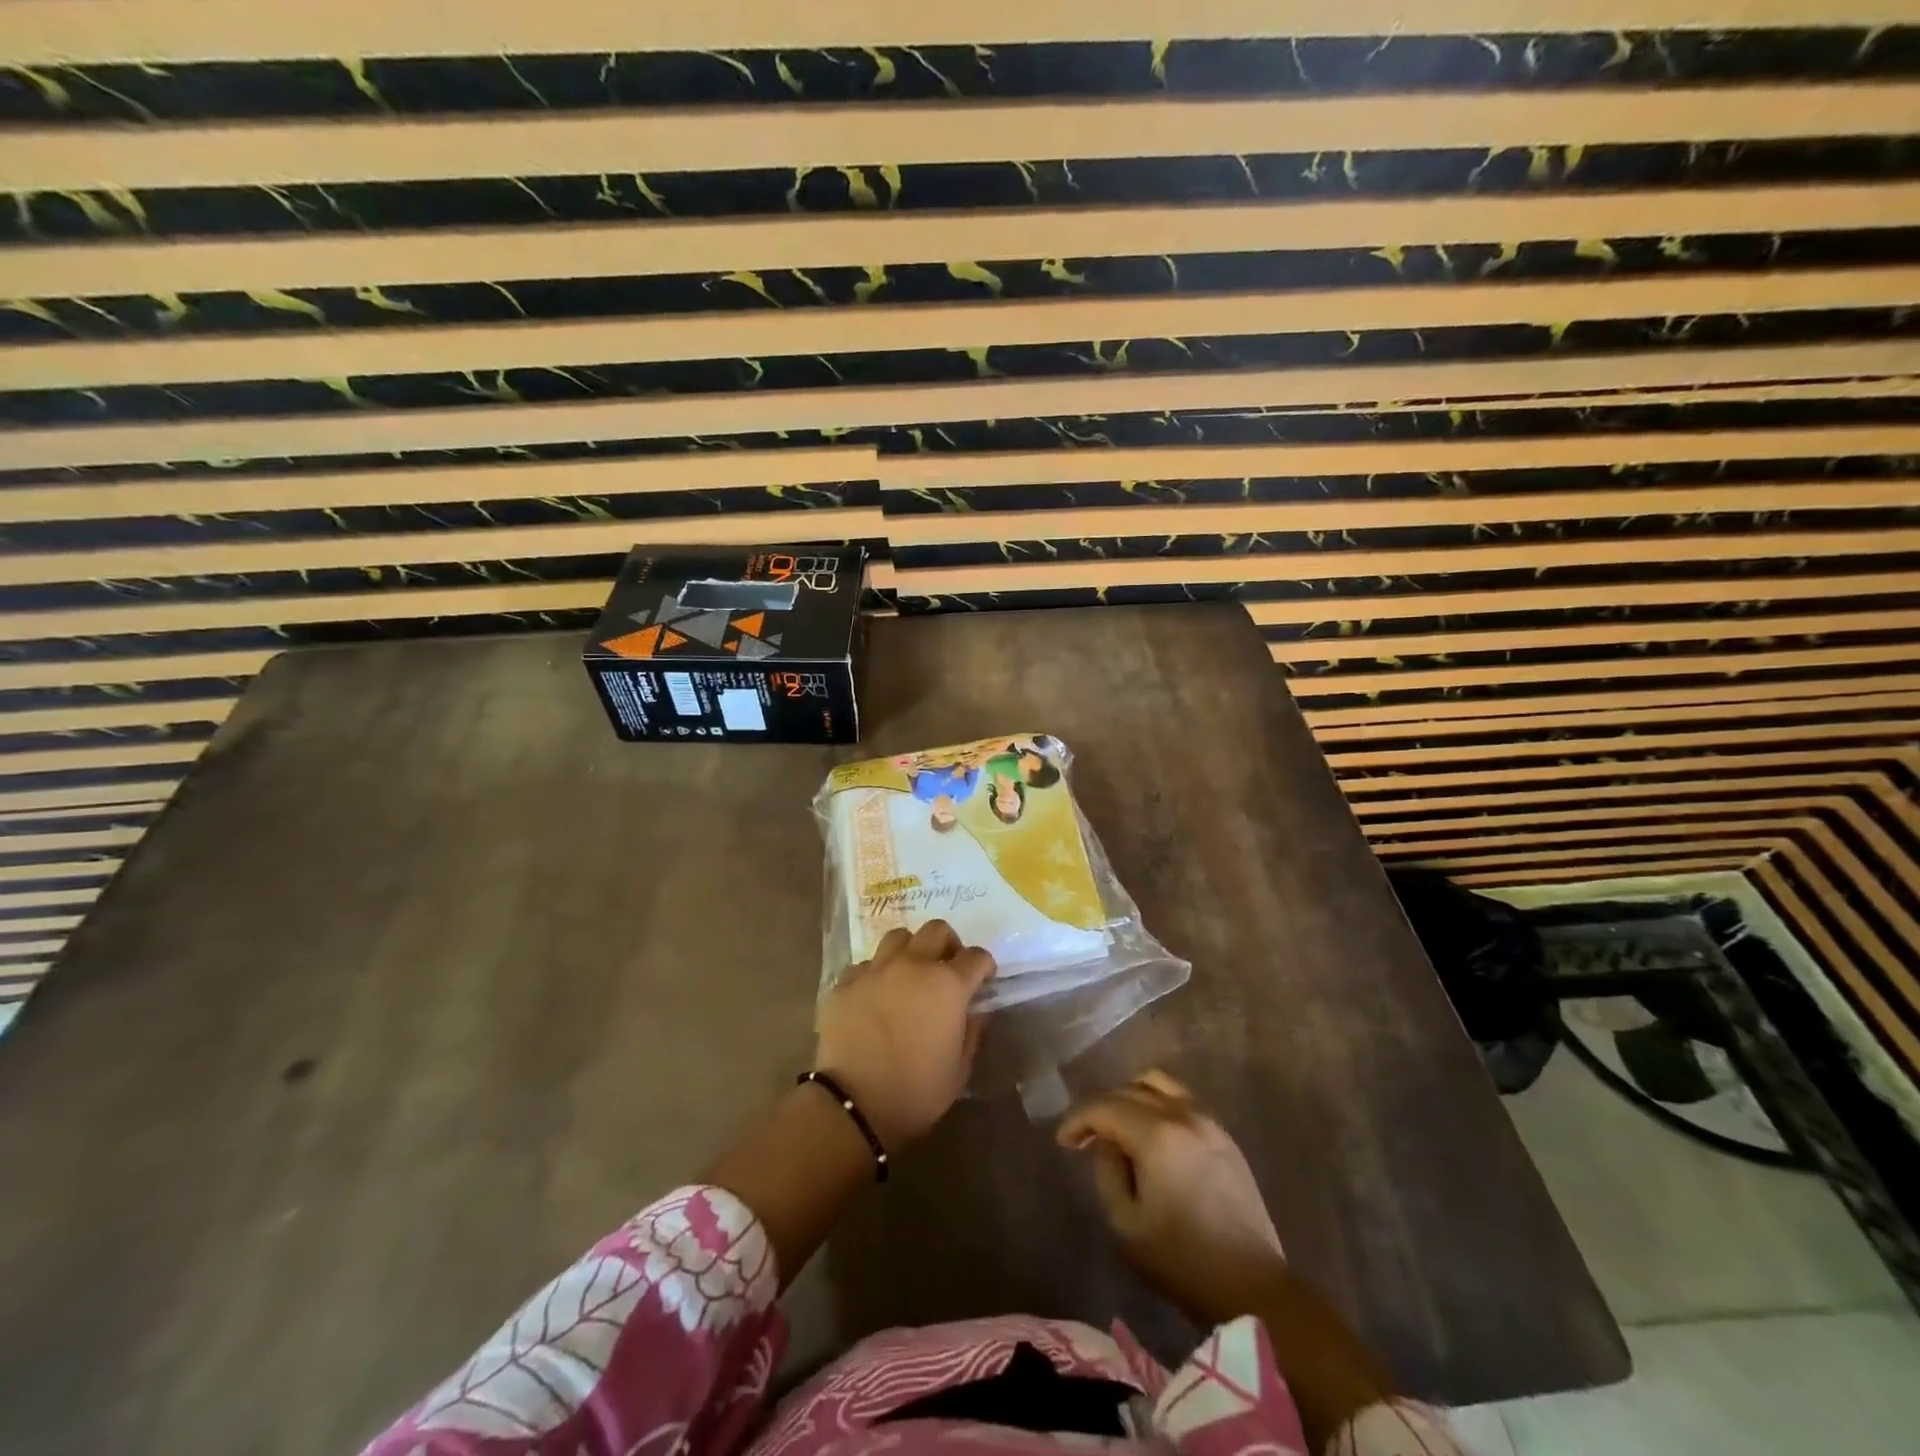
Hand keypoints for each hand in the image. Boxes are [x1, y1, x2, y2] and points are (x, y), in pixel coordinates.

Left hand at [814, 921, 994, 1150]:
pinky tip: (875, 994)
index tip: (984, 979)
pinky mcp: (847, 981)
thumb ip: (972, 1033)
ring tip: (909, 973)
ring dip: (910, 949)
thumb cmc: (916, 1092)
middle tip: (947, 967)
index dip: (984, 965)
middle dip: (948, 944)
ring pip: (898, 936)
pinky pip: (866, 963)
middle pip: (937, 930)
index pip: (976, 956)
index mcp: (948, 985)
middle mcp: (914, 965)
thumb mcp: (959, 1070)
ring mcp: (877, 969)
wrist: (854, 1104)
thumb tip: (975, 1012)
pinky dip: (876, 973)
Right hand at [1057, 1070, 1286, 1324]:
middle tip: (1087, 1136)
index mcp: (1157, 1134)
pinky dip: (1158, 1106)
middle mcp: (1184, 1115)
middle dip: (1102, 1108)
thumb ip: (1108, 1172)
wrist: (1253, 1287)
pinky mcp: (1225, 1137)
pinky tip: (1151, 1136)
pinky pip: (1182, 1102)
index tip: (1063, 1141)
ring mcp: (1209, 1122)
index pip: (1105, 1107)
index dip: (1079, 1120)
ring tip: (1119, 1127)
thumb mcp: (1127, 1223)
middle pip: (1131, 1089)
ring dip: (1131, 1097)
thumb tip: (1107, 1144)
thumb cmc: (1182, 1260)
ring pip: (1160, 1085)